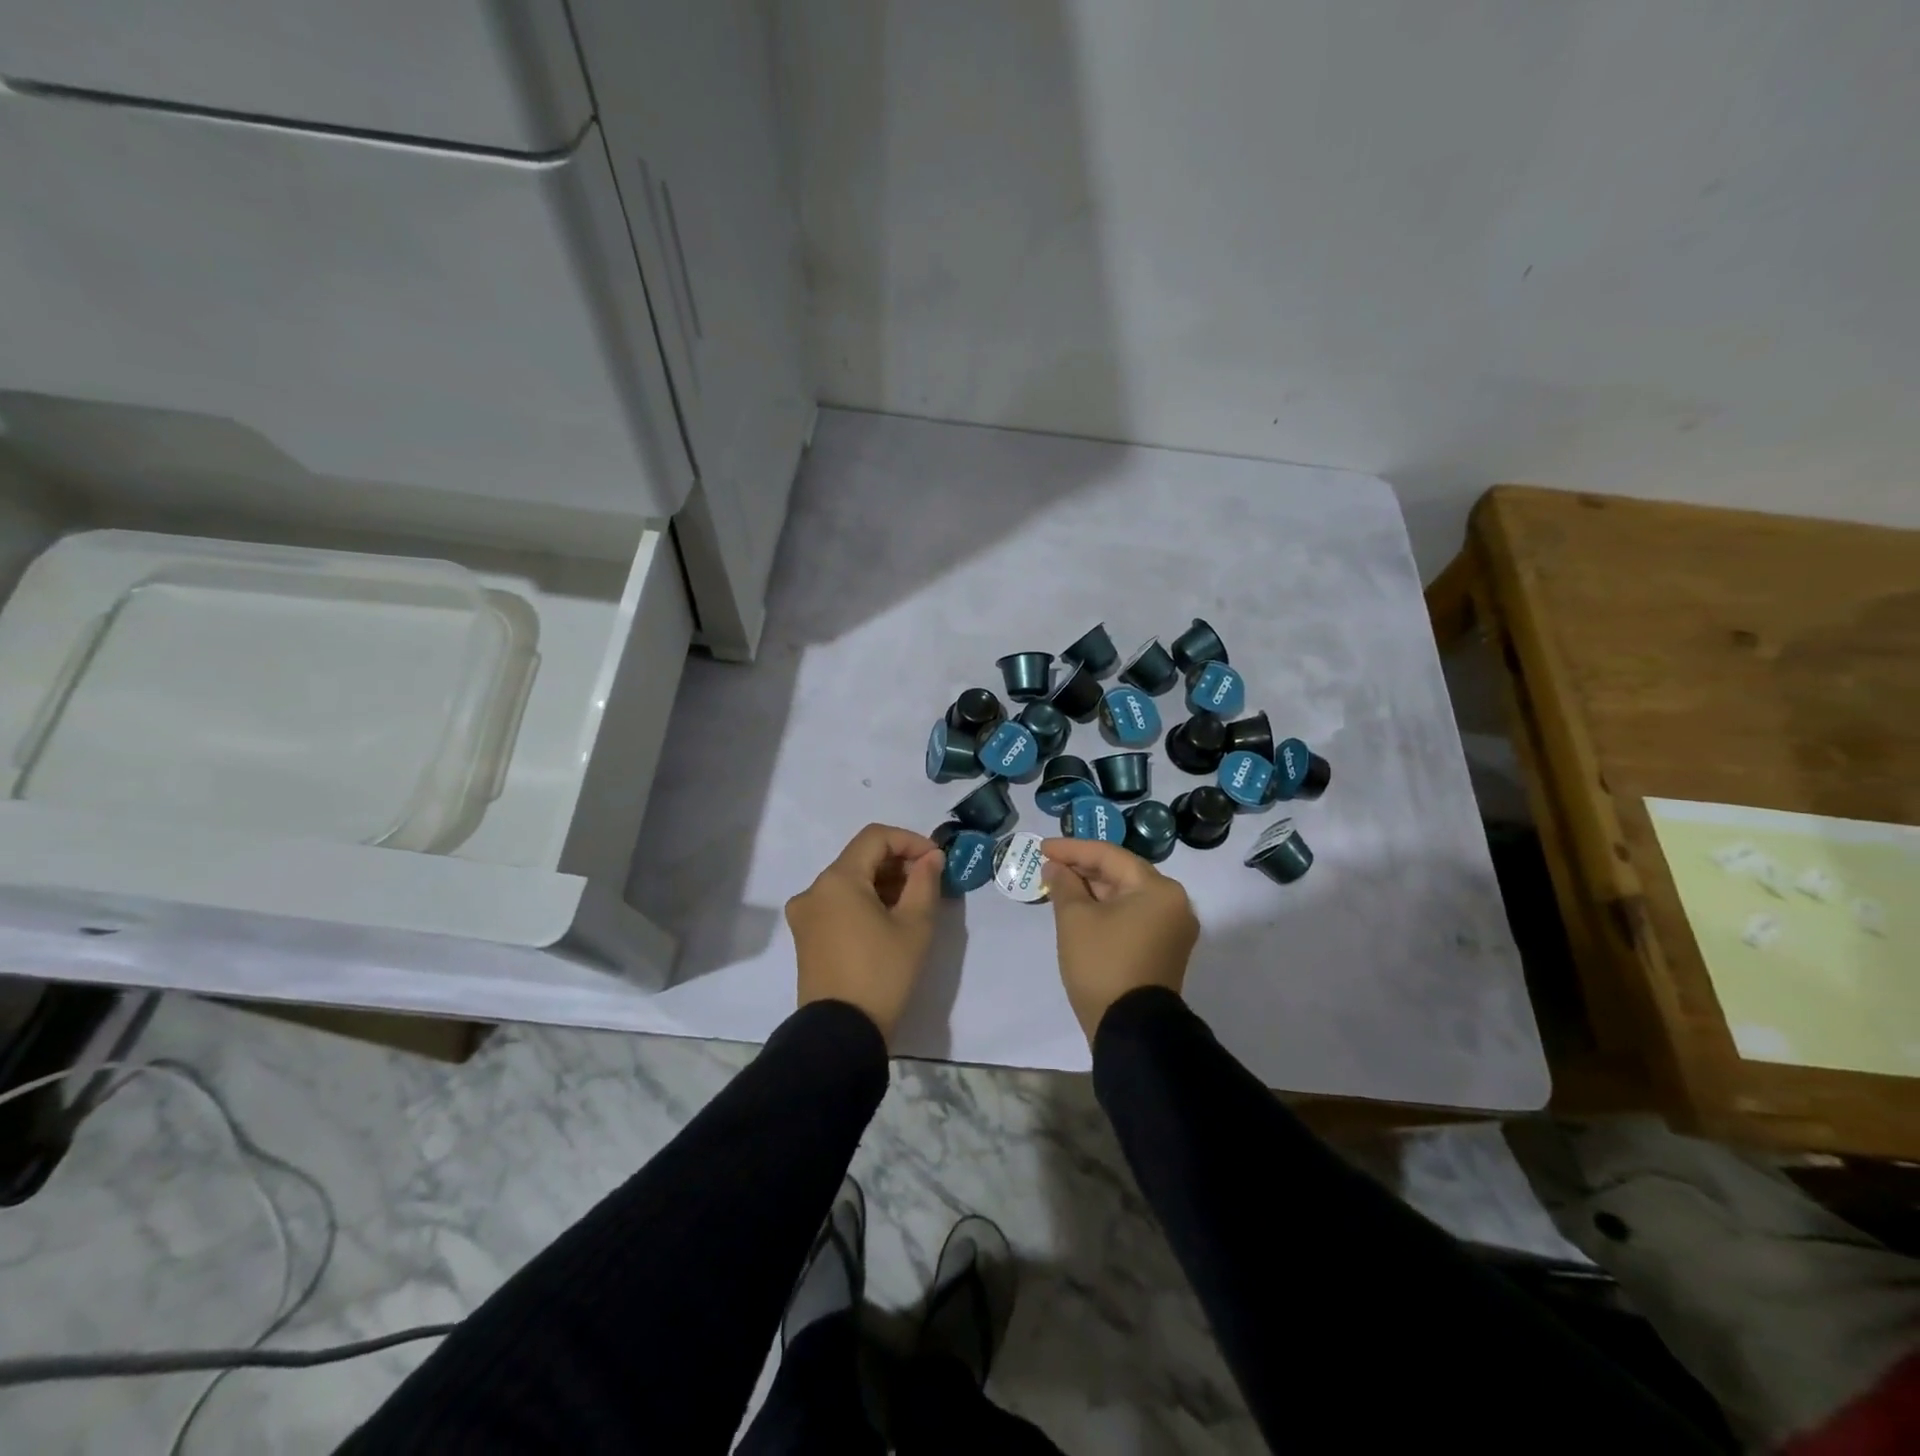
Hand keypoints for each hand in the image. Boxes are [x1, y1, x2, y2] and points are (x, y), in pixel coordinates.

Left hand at [788, 823, 944, 1041]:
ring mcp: (805, 914)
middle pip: (860, 858)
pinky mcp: (806, 937)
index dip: (910, 841)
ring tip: (914, 904)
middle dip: (898, 864)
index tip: (936, 861)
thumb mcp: (914, 926)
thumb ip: (925, 882)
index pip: (876, 837)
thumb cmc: (882, 974)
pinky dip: (865, 902)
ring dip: (883, 884)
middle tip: (930, 883)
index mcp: (837, 879)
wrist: (841, 1035)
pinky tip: (889, 921)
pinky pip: (838, 904)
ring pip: (849, 881)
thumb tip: (930, 858)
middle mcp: (814, 889)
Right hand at [1042, 838, 1198, 1043]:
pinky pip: (1133, 916)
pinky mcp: (1165, 950)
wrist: (1131, 1030)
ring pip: (1127, 896)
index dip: (1072, 849)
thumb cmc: (1102, 964)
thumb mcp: (1074, 919)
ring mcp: (1172, 929)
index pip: (1110, 856)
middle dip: (1083, 868)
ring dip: (1093, 890)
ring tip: (1059, 886)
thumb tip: (1056, 868)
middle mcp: (1174, 903)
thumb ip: (1064, 885)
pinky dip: (1107, 909)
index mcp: (1159, 889)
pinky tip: (1080, 909)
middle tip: (1049, 866)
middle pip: (1122, 874)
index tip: (1042, 848)